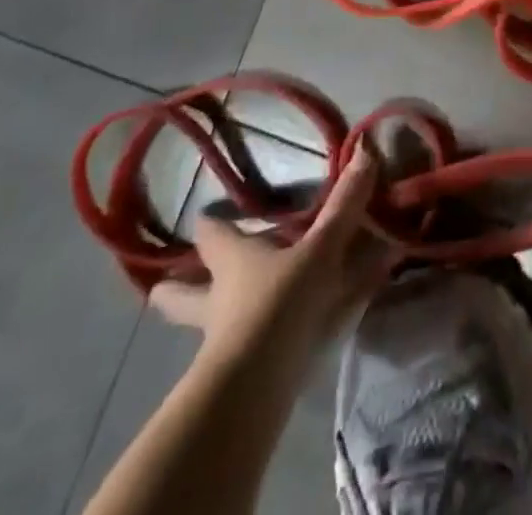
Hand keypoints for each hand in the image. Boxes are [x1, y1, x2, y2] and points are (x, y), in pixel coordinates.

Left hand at [149, 147, 396, 360]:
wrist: (257, 384)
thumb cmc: (280, 300)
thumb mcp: (320, 248)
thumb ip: (344, 204)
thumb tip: (364, 148)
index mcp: (233, 259)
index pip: (212, 235)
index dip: (211, 224)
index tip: (205, 217)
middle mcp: (220, 296)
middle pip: (183, 292)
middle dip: (176, 287)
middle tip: (167, 281)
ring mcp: (223, 337)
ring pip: (206, 324)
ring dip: (211, 318)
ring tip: (221, 313)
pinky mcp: (238, 371)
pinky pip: (241, 347)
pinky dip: (254, 340)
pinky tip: (271, 341)